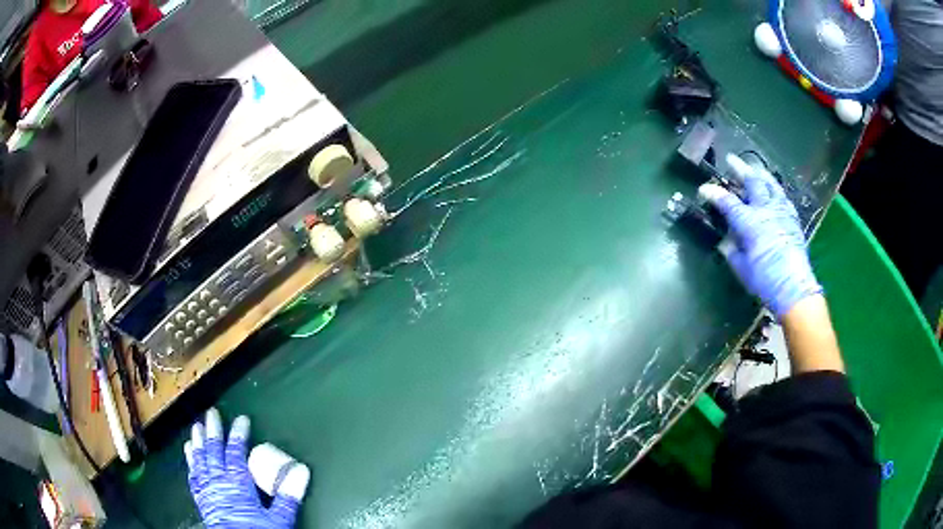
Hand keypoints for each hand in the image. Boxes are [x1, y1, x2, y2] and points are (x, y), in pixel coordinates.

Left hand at [184, 409, 309, 528]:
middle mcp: (219, 481)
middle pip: (213, 450)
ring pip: (200, 459)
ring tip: (196, 426)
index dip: (238, 433)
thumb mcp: (279, 519)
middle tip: (211, 412)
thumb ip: (288, 495)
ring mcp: (207, 489)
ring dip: (197, 441)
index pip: (236, 452)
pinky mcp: (201, 498)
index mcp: (238, 483)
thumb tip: (302, 471)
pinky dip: (190, 461)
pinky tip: (189, 453)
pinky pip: (193, 474)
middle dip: (213, 430)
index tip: (242, 419)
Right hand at [698, 165, 821, 316]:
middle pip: (753, 182)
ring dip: (760, 174)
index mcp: (750, 223)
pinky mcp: (793, 219)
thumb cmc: (765, 281)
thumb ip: (732, 251)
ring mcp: (781, 212)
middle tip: (731, 160)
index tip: (703, 188)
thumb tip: (726, 242)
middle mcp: (766, 211)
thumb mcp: (742, 269)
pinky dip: (775, 189)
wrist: (794, 289)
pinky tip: (773, 189)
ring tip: (754, 168)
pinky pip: (783, 197)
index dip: (714, 193)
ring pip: (771, 184)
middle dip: (740, 169)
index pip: (728, 202)